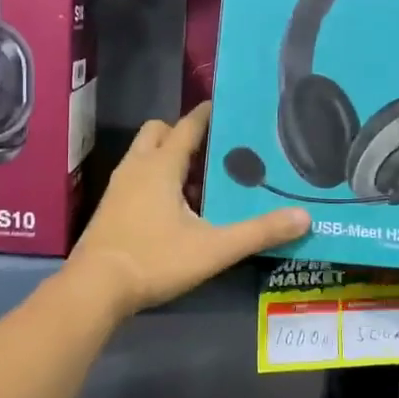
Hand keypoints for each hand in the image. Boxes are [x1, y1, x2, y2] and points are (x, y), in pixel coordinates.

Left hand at [67, 103, 308, 319]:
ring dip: (168, 159)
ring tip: (200, 181)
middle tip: (213, 151)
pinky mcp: (110, 208)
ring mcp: (119, 187)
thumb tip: (304, 217)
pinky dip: (156, 180)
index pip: (187, 126)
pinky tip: (176, 209)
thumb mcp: (213, 249)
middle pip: (158, 132)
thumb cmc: (154, 260)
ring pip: (145, 156)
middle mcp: (136, 167)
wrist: (94, 289)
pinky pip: (137, 178)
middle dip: (182, 134)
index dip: (207, 115)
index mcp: (161, 166)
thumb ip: (258, 232)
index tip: (228, 108)